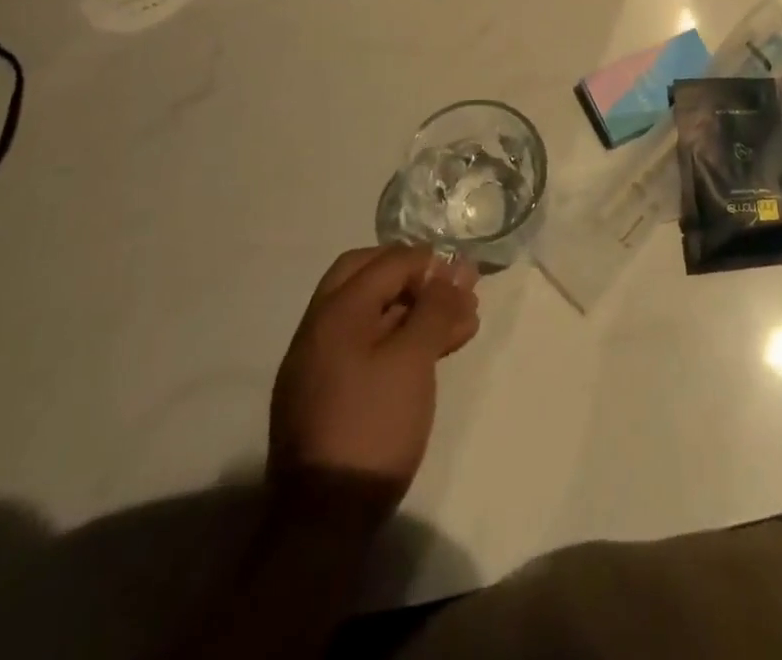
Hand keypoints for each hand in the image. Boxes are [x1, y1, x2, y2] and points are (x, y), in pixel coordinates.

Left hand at [267, 245, 480, 522]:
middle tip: (451, 290)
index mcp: (336, 311)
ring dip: (413, 310)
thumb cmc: (373, 426)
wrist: (323, 520)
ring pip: (371, 314)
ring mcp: (318, 362)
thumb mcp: (413, 360)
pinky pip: (364, 345)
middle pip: (369, 278)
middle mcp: (320, 327)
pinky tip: (430, 353)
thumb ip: (435, 308)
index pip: (388, 261)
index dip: (429, 263)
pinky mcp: (326, 394)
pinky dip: (397, 338)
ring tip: (460, 325)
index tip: (464, 279)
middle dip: (415, 278)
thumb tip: (454, 270)